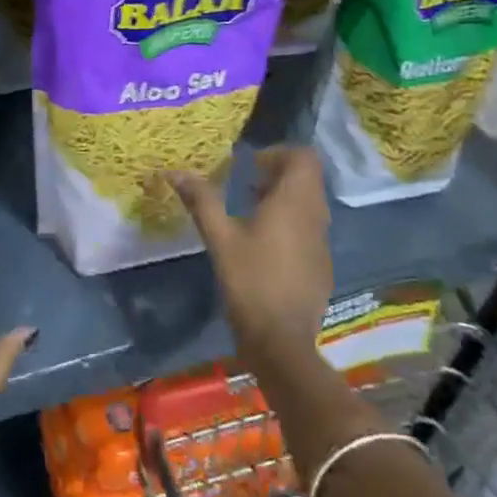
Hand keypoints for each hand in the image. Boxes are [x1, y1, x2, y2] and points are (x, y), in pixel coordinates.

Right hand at [170, 145, 334, 372]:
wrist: (282, 343)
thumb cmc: (250, 282)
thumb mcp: (220, 237)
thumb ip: (202, 200)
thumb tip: (174, 171)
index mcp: (294, 202)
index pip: (304, 157)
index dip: (279, 153)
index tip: (251, 165)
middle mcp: (315, 216)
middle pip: (307, 178)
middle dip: (278, 173)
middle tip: (247, 183)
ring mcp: (322, 243)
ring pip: (310, 203)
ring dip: (284, 197)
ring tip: (250, 210)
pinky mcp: (321, 265)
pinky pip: (310, 228)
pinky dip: (291, 222)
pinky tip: (264, 244)